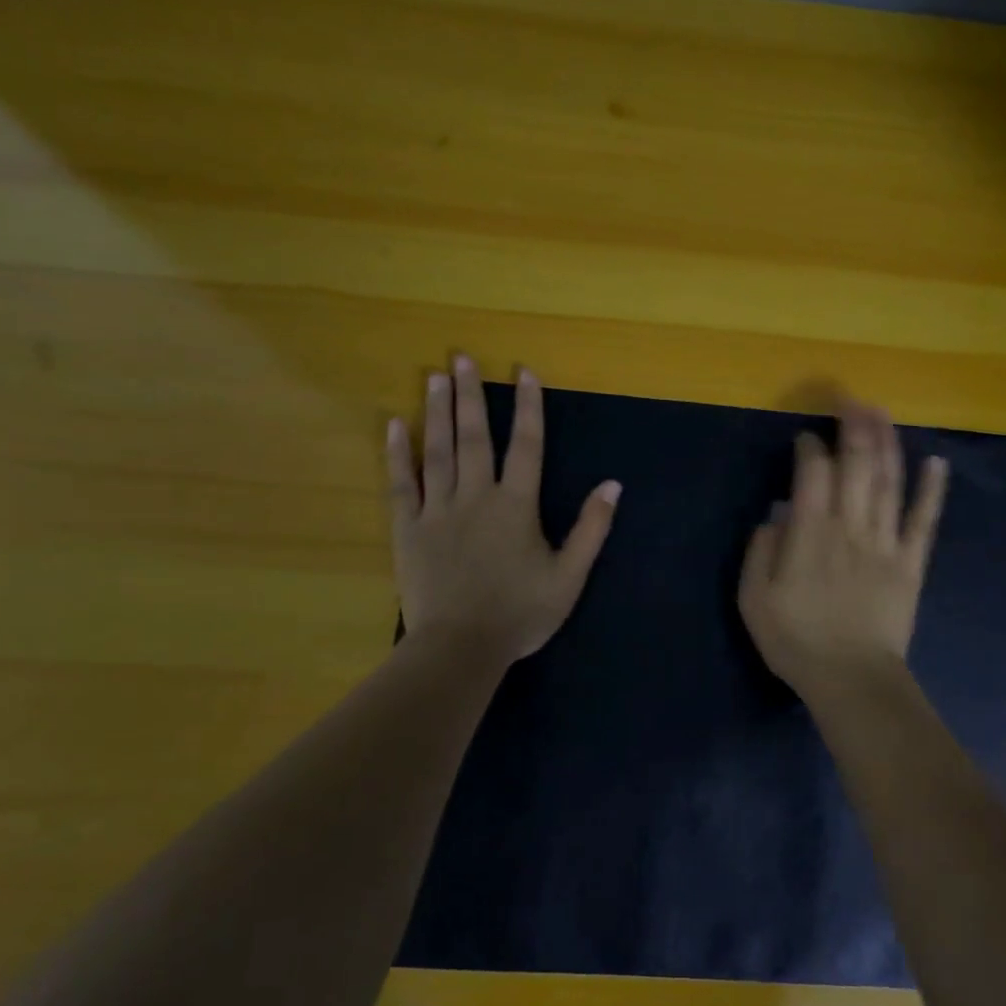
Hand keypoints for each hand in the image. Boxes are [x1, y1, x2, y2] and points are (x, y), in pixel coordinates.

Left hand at [388, 356, 619, 664]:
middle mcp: (476, 497)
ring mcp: (438, 510)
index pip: (526, 445)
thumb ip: (591, 529)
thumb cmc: (520, 614)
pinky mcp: (408, 529)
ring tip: (434, 377)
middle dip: (470, 395)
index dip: (528, 407)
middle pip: (474, 437)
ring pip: (437, 451)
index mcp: (516, 506)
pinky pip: (401, 484)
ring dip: (436, 412)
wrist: (460, 647)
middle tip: (461, 357)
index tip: (524, 370)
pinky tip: (393, 425)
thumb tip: (612, 484)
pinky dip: (397, 454)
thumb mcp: (569, 577)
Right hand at [739, 401, 947, 697]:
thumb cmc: (796, 640)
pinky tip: (937, 462)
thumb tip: (776, 514)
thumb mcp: (754, 599)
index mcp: (810, 534)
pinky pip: (924, 521)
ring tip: (884, 412)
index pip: (813, 474)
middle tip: (852, 399)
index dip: (811, 447)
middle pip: (857, 466)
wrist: (851, 679)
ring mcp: (886, 543)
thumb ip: (761, 551)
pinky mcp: (911, 563)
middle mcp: (851, 527)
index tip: (807, 436)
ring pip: (890, 482)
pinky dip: (932, 490)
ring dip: (887, 443)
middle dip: (854, 428)